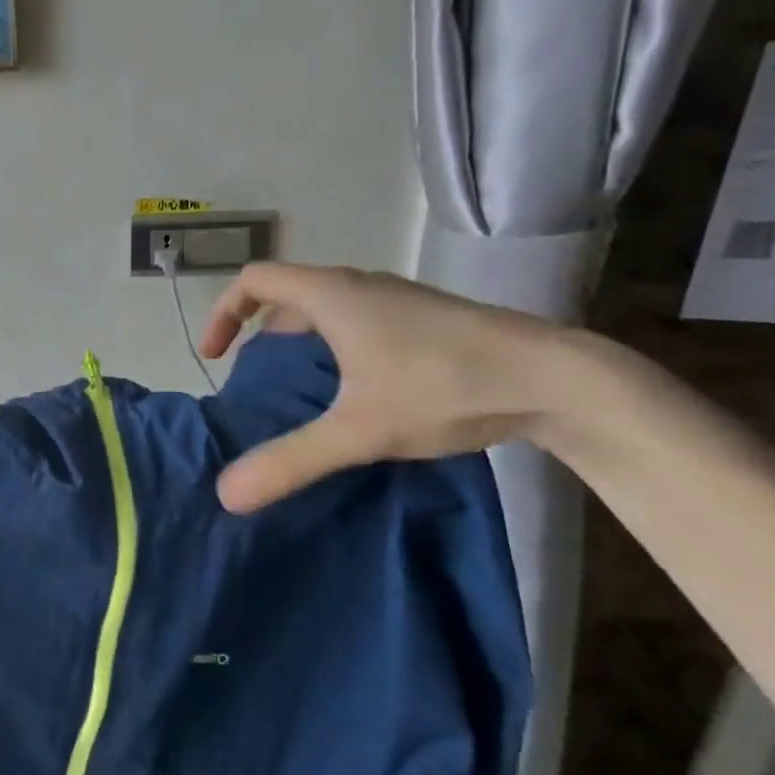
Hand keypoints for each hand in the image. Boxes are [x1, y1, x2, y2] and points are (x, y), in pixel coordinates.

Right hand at [199, 263, 563, 512]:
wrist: (558, 377)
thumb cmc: (443, 387)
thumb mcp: (359, 430)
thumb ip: (291, 460)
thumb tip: (226, 494)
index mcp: (331, 295)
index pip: (254, 279)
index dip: (223, 312)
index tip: (216, 356)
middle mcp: (359, 285)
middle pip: (288, 293)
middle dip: (260, 331)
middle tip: (258, 379)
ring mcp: (397, 299)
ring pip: (326, 307)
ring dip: (300, 338)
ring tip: (303, 390)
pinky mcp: (426, 318)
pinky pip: (358, 318)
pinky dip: (336, 343)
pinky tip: (360, 390)